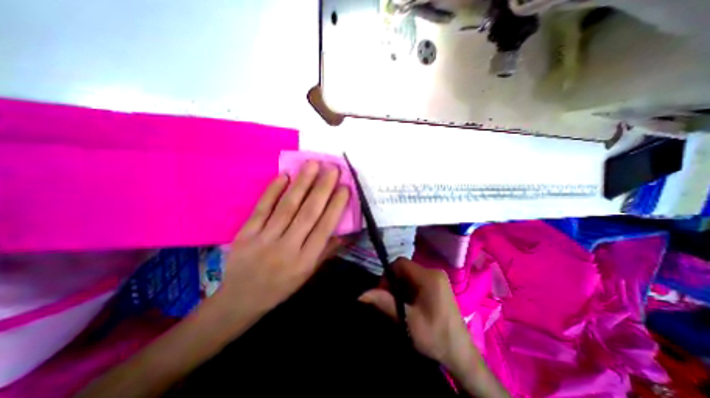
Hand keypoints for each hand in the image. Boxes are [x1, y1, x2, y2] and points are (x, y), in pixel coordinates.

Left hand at [216, 160, 349, 322]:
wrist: (240, 299)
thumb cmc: (281, 287)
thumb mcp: (308, 274)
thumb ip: (326, 251)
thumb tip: (344, 231)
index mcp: (305, 261)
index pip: (324, 228)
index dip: (336, 206)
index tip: (345, 188)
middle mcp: (287, 248)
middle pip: (308, 213)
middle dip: (322, 189)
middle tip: (332, 169)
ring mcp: (264, 239)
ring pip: (287, 207)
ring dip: (302, 183)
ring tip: (313, 165)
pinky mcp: (246, 234)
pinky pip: (262, 208)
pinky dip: (273, 190)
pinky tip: (284, 175)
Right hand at [361, 258, 476, 370]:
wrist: (460, 354)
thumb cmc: (435, 336)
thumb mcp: (407, 320)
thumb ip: (385, 303)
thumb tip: (362, 294)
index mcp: (429, 277)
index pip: (400, 263)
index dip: (388, 274)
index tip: (383, 292)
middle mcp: (434, 272)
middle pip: (405, 269)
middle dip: (394, 282)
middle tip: (390, 301)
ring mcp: (437, 278)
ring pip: (410, 275)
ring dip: (400, 287)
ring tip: (400, 305)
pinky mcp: (438, 285)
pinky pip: (417, 280)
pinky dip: (409, 289)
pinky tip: (409, 305)